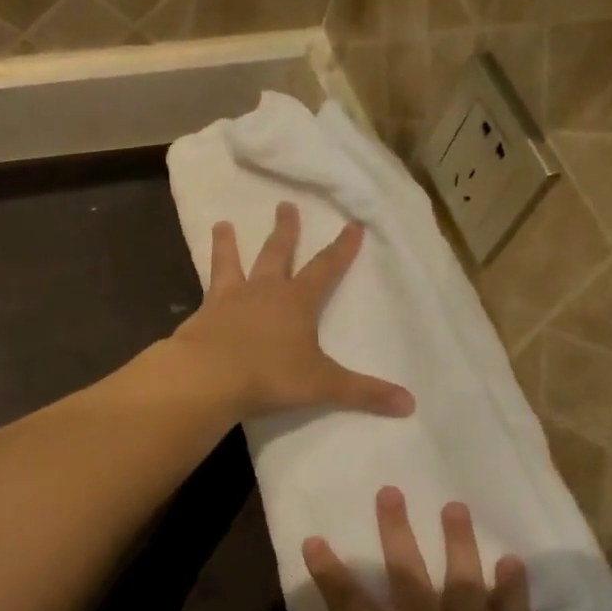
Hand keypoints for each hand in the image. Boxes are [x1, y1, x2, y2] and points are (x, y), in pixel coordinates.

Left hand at [171, 203, 414, 423]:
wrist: (208, 377)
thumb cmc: (270, 376)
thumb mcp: (322, 385)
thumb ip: (364, 392)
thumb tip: (410, 404)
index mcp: (297, 302)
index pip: (326, 268)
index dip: (342, 249)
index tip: (353, 225)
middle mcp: (264, 291)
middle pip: (277, 254)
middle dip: (285, 231)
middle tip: (285, 206)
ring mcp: (229, 300)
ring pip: (231, 263)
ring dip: (228, 244)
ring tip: (222, 224)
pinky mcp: (202, 315)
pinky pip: (206, 291)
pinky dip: (205, 283)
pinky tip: (201, 284)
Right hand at [304, 489, 581, 610]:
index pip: (350, 609)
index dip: (329, 573)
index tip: (314, 540)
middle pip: (409, 578)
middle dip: (396, 533)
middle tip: (392, 493)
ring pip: (465, 585)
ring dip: (459, 544)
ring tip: (454, 508)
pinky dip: (515, 592)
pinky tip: (513, 564)